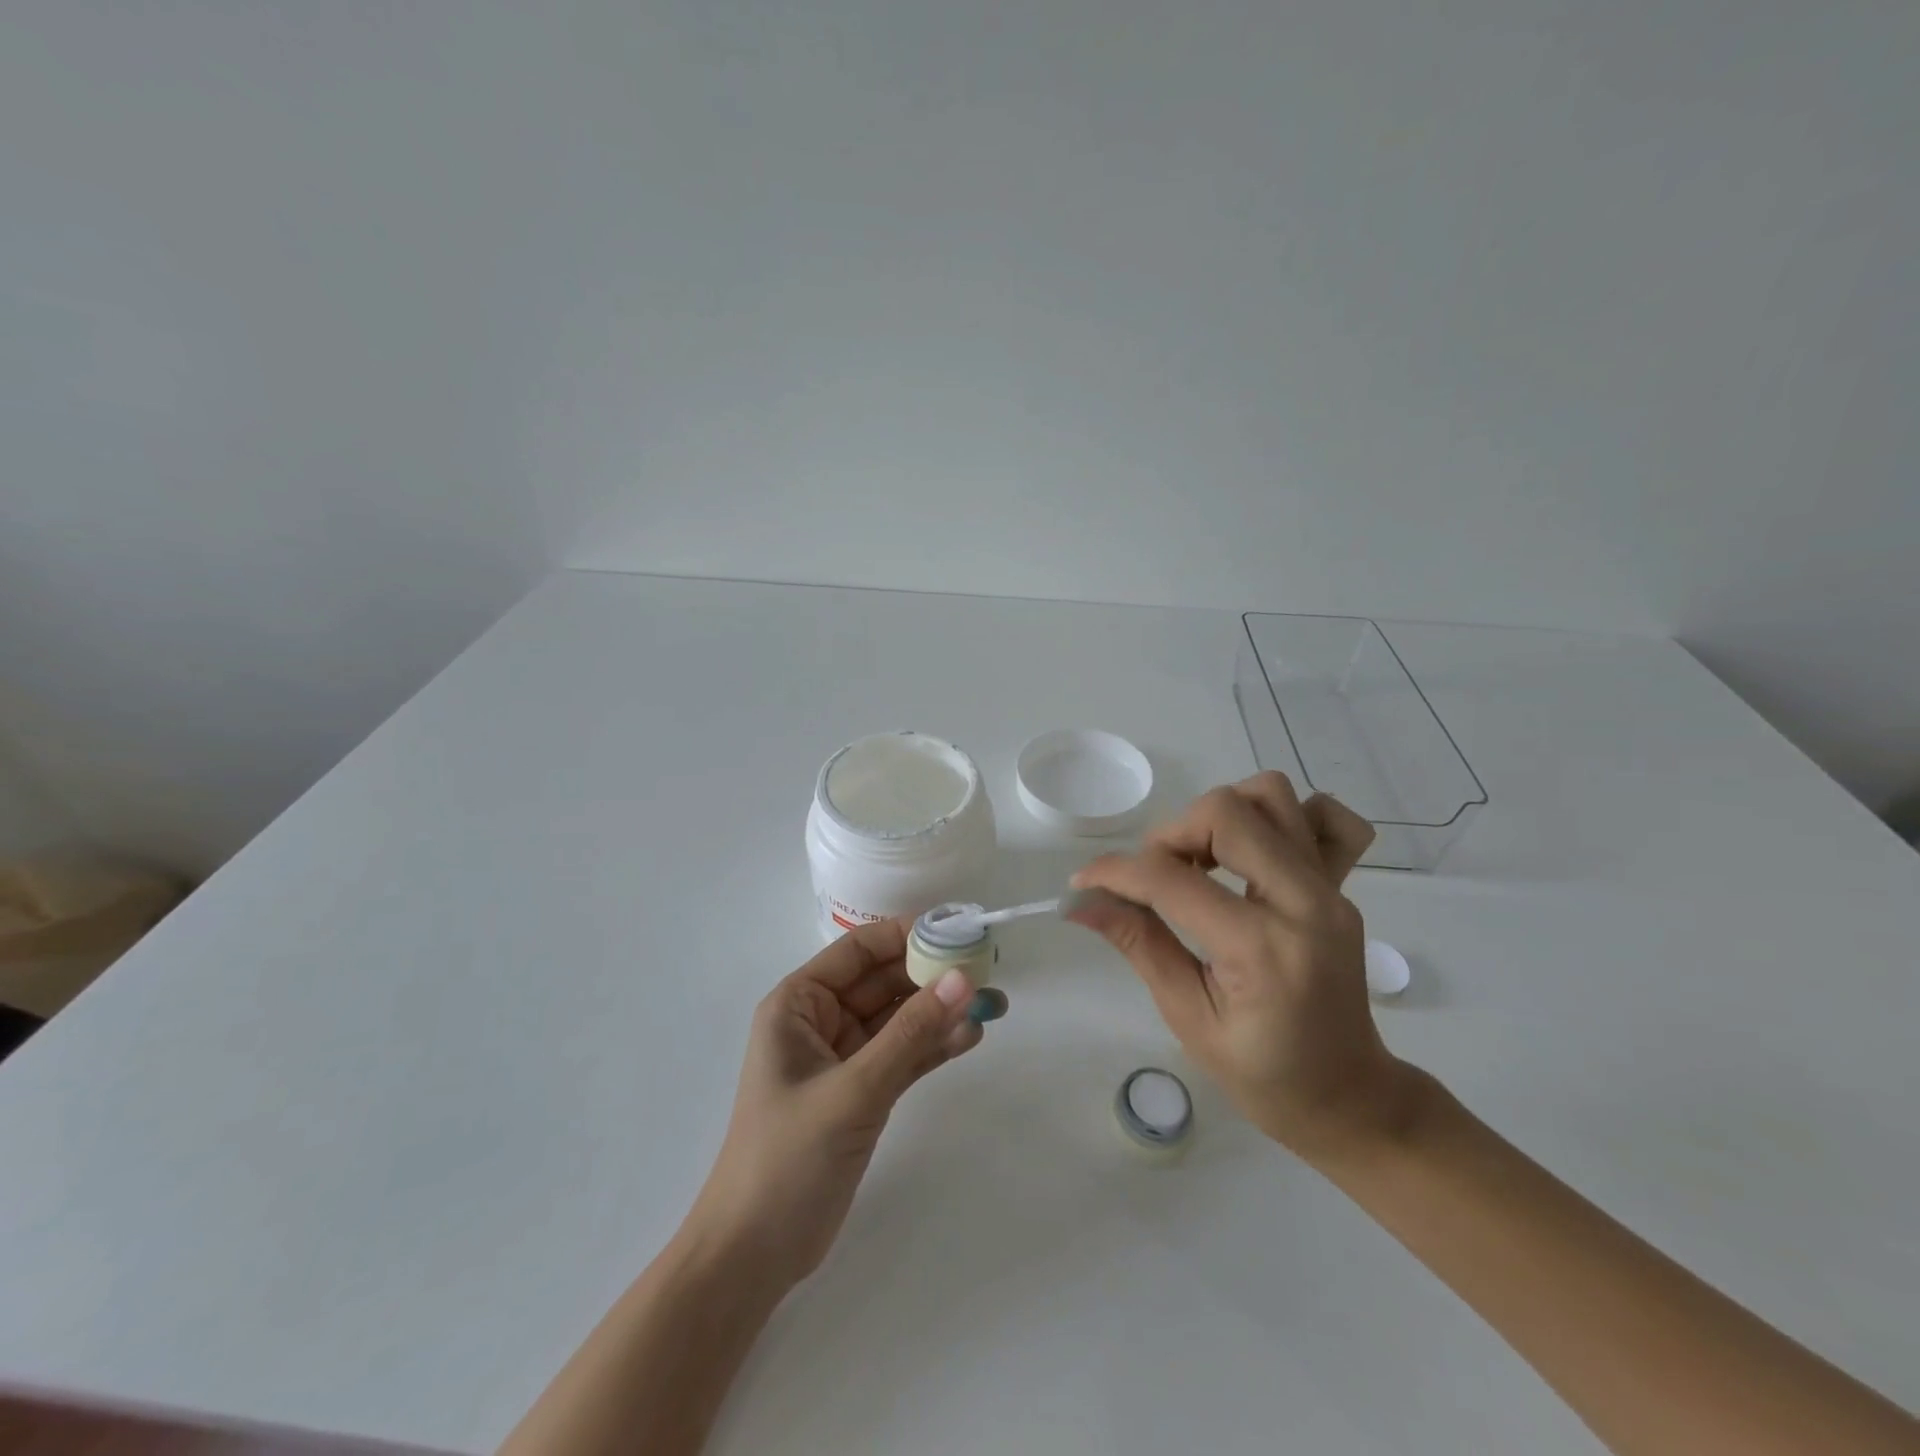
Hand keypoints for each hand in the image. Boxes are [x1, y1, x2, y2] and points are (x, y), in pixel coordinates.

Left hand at [688, 918, 985, 1288]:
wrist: (753, 1256)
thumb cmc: (788, 1158)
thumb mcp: (853, 1089)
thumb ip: (911, 1034)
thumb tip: (962, 978)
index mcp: (799, 1003)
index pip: (859, 950)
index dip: (907, 934)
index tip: (958, 929)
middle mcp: (820, 1021)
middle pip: (884, 981)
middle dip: (932, 974)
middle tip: (987, 968)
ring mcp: (843, 1058)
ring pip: (899, 1019)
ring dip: (940, 1011)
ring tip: (992, 1002)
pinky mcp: (862, 1092)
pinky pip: (904, 1055)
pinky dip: (934, 1046)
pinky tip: (971, 1037)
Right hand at [1067, 772, 1408, 1160]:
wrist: (1349, 1096)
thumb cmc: (1263, 1075)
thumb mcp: (1188, 1016)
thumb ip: (1138, 944)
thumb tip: (1081, 902)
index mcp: (1262, 949)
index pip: (1172, 880)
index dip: (1115, 872)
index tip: (1083, 882)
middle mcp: (1304, 902)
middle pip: (1226, 813)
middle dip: (1170, 835)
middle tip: (1152, 877)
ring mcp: (1331, 888)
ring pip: (1269, 796)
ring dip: (1218, 817)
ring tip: (1199, 862)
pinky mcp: (1341, 885)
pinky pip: (1324, 818)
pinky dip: (1282, 818)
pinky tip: (1253, 854)